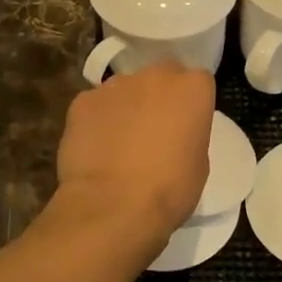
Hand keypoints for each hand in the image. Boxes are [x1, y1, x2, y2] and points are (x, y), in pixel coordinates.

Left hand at [56, 61, 214, 243]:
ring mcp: (114, 85)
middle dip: (158, 96)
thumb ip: (188, 133)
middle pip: (160, 76)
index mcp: (191, 88)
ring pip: (124, 89)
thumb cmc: (169, 189)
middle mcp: (154, 76)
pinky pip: (95, 105)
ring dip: (126, 106)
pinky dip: (97, 120)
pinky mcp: (83, 101)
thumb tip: (173, 132)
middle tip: (153, 129)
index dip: (190, 102)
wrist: (113, 205)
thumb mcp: (199, 163)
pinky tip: (95, 148)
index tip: (186, 124)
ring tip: (119, 142)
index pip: (197, 81)